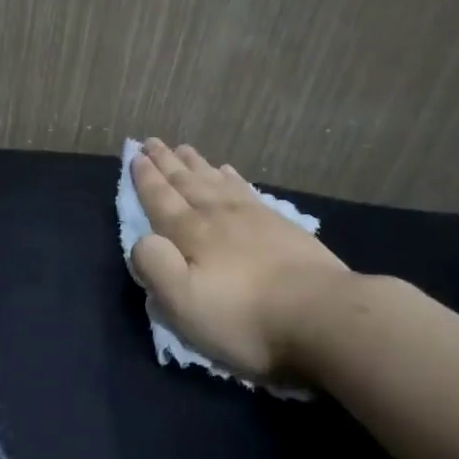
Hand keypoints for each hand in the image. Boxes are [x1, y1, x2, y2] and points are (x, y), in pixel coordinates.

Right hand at [129, 138, 354, 380]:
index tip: (135, 156)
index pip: (161, 199)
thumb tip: (142, 240)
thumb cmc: (244, 317)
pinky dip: (232, 177)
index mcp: (190, 234)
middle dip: (166, 163)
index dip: (146, 179)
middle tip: (151, 141)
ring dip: (195, 164)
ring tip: (182, 148)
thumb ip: (155, 266)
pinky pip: (246, 190)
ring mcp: (253, 217)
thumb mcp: (183, 302)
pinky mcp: (282, 226)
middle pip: (186, 183)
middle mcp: (218, 216)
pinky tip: (227, 171)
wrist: (322, 316)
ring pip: (215, 181)